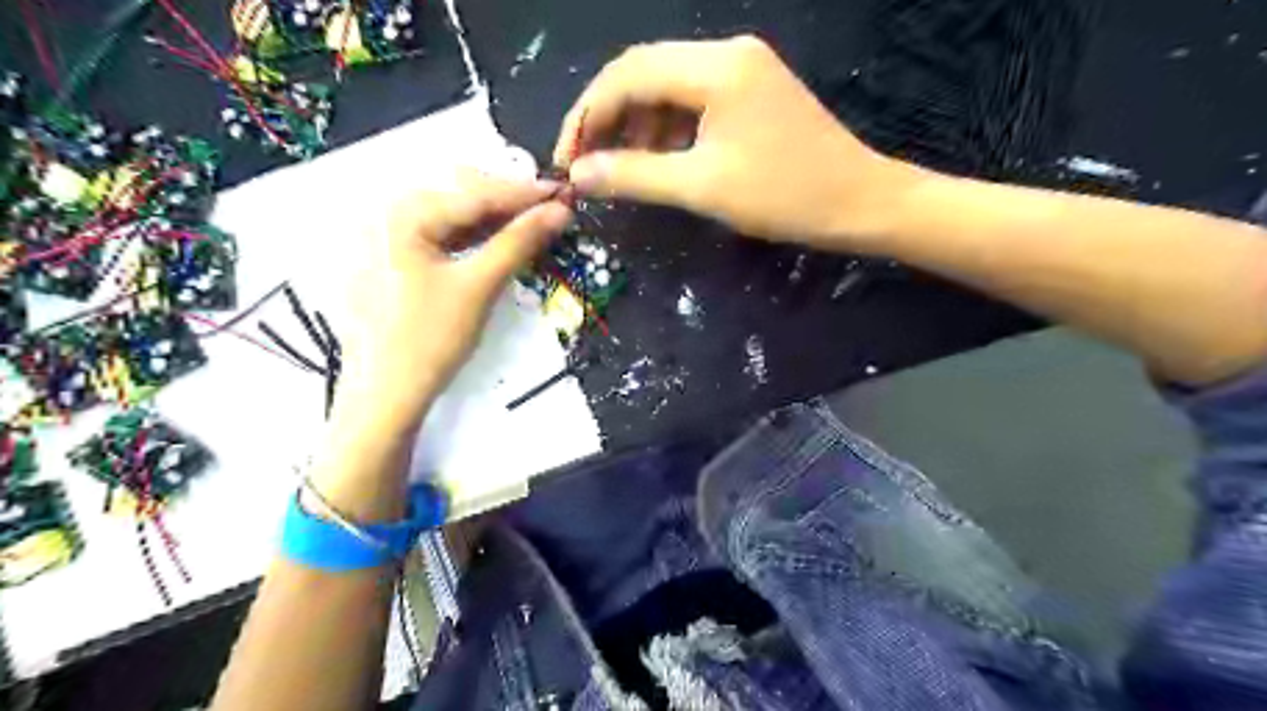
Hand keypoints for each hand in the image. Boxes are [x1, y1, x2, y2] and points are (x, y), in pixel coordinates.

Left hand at [336, 176, 575, 436]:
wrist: (384, 396)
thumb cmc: (430, 340)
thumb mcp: (478, 287)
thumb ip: (519, 243)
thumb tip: (560, 211)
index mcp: (401, 214)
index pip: (474, 193)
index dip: (524, 193)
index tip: (565, 193)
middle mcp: (386, 214)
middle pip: (458, 197)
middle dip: (506, 202)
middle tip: (549, 210)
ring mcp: (383, 239)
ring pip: (449, 217)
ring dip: (491, 220)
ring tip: (531, 225)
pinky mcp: (389, 262)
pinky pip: (437, 237)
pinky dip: (471, 239)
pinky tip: (496, 243)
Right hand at [554, 37, 922, 246]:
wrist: (858, 202)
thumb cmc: (784, 196)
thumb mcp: (702, 187)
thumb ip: (634, 176)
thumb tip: (579, 176)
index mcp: (715, 66)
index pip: (628, 74)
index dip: (588, 115)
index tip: (567, 160)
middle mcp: (726, 53)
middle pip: (644, 72)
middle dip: (608, 118)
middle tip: (586, 164)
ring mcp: (742, 69)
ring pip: (667, 87)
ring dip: (636, 125)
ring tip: (620, 169)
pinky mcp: (750, 91)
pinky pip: (693, 101)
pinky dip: (667, 129)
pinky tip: (659, 160)